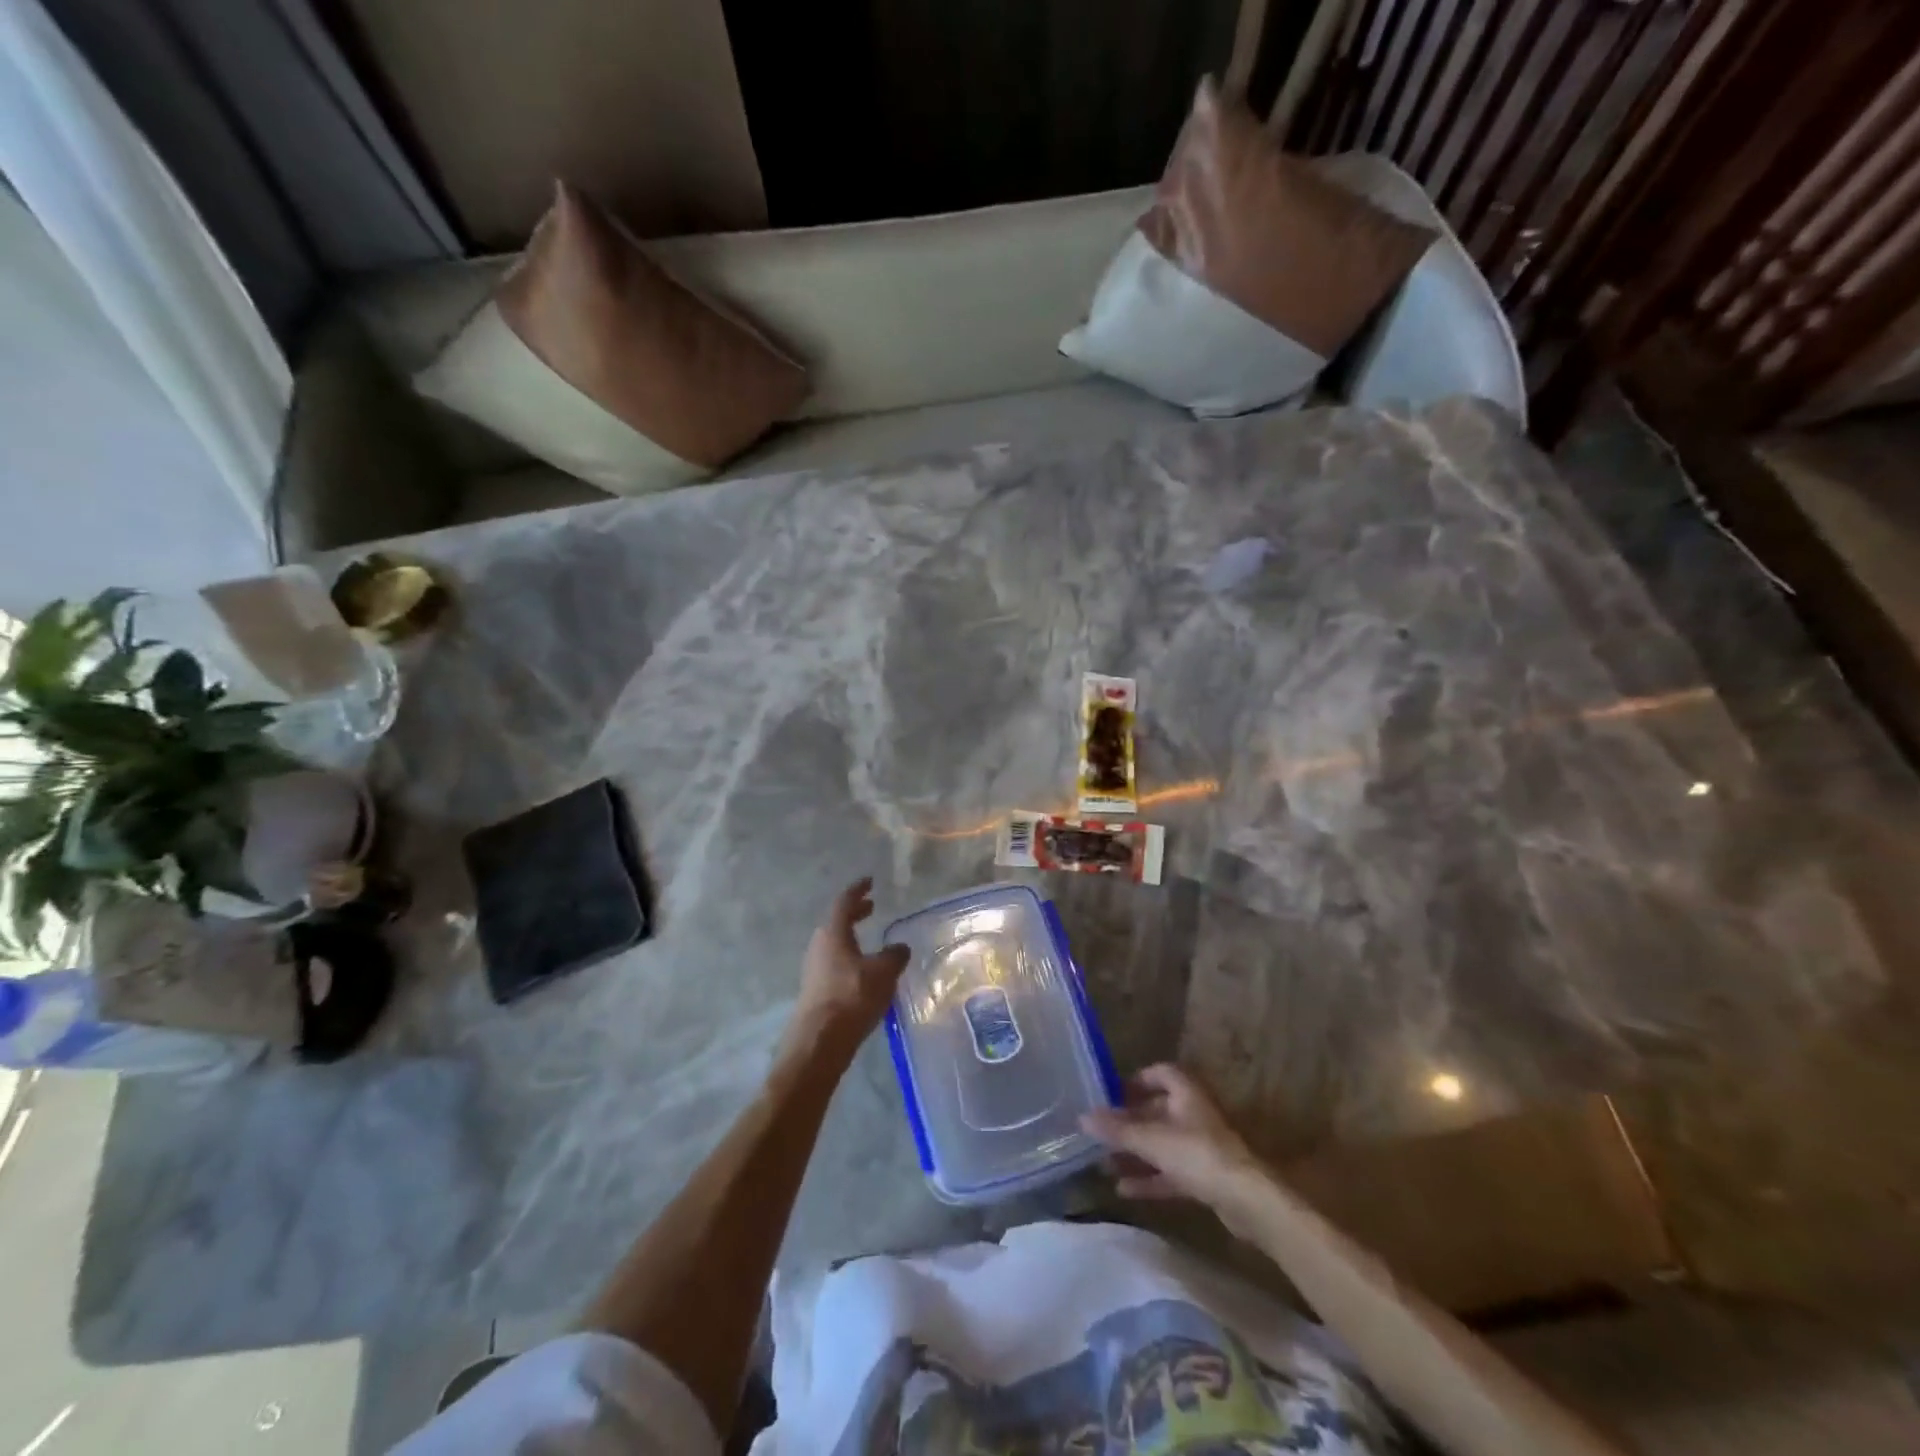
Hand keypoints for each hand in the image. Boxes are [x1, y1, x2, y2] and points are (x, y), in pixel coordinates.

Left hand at [788, 878, 909, 1054]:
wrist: (819, 1042)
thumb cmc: (852, 997)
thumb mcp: (883, 972)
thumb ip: (894, 955)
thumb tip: (899, 948)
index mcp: (833, 933)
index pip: (844, 902)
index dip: (858, 890)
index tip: (870, 882)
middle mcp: (819, 946)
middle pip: (837, 922)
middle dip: (855, 914)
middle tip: (872, 908)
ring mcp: (814, 970)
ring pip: (835, 945)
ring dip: (852, 938)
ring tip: (872, 942)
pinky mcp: (816, 991)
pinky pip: (835, 964)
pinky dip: (850, 959)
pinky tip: (864, 973)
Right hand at [1081, 1063, 1259, 1205]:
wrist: (1246, 1200)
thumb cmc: (1197, 1154)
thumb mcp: (1151, 1140)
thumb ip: (1117, 1130)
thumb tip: (1082, 1118)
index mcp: (1185, 1093)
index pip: (1161, 1073)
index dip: (1137, 1079)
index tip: (1113, 1092)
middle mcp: (1193, 1114)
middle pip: (1157, 1111)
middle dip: (1129, 1123)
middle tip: (1102, 1132)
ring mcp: (1200, 1147)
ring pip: (1161, 1144)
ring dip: (1135, 1153)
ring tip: (1105, 1163)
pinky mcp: (1205, 1177)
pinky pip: (1170, 1171)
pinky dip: (1149, 1178)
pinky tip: (1124, 1190)